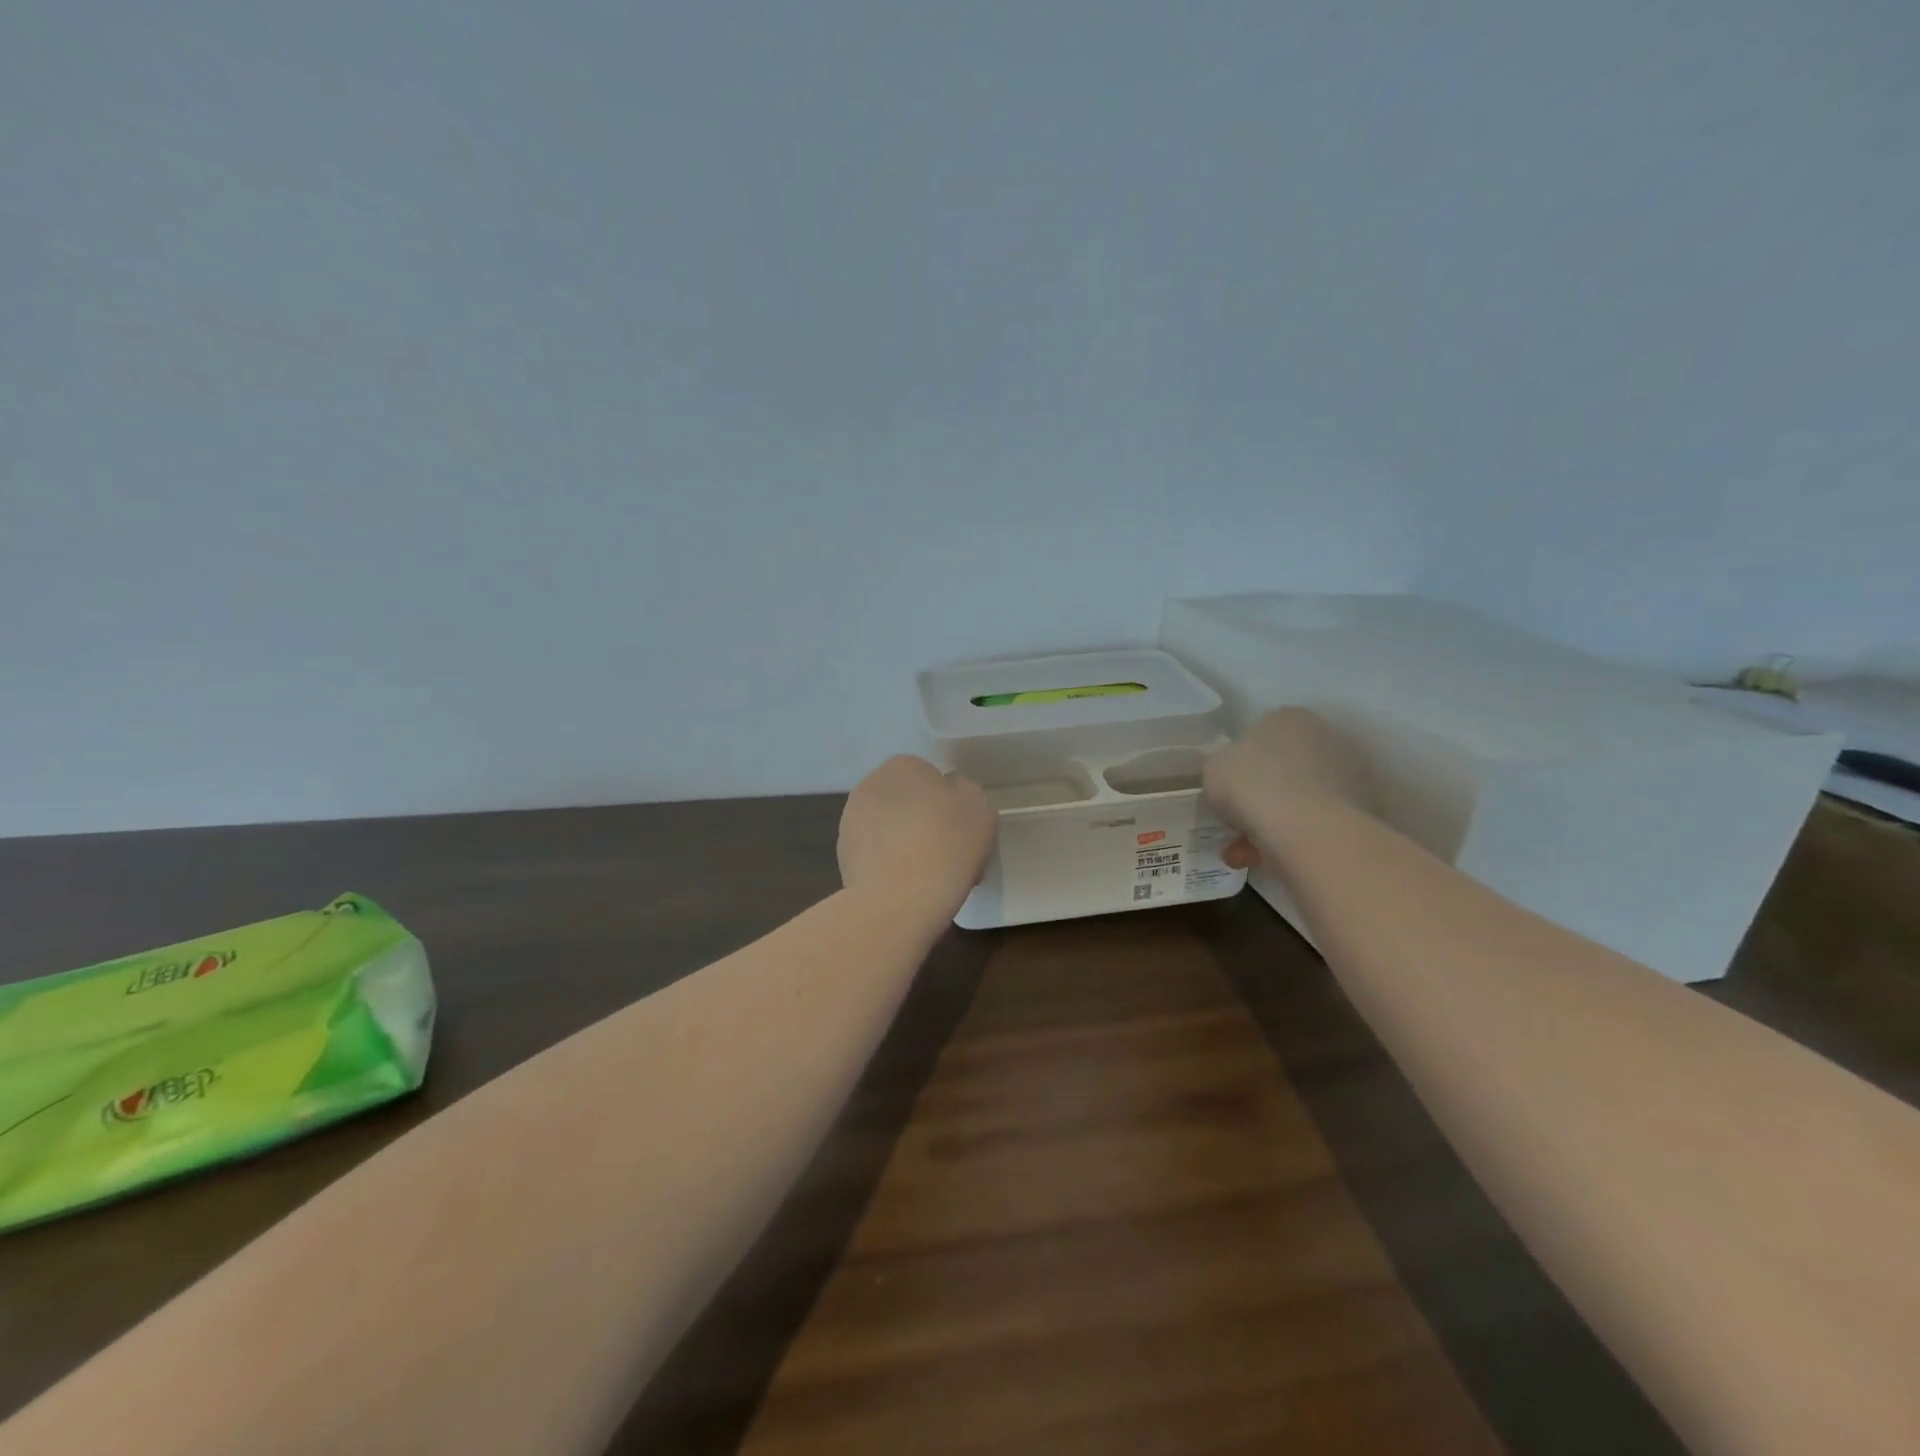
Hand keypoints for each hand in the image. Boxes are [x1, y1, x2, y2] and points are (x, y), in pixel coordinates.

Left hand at [838, 756, 996, 910]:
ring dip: (906, 844)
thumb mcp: (979, 808)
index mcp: (902, 766)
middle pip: (907, 802)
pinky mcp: (843, 858)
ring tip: (929, 876)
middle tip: (949, 852)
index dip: (950, 803)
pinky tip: (908, 888)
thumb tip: (949, 795)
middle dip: (924, 821)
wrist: (900, 900)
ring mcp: (850, 823)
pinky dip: (890, 867)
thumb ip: (965, 792)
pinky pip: (877, 857)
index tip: (963, 830)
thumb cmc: (946, 844)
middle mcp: (869, 786)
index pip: (931, 777)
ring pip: (890, 830)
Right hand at [1203, 709, 1375, 869]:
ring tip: (1243, 855)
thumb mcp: (1213, 768)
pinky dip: (1291, 842)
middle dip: (1257, 800)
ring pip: (1298, 801)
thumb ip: (1222, 766)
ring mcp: (1350, 774)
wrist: (1306, 828)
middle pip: (1282, 770)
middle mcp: (1325, 737)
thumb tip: (1233, 776)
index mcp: (1288, 718)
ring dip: (1269, 826)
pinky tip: (1265, 861)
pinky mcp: (1362, 810)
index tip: (1228, 789)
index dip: (1240, 765)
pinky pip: (1315, 824)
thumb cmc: (1251, 784)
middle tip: (1235, 825)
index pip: (1260, 735)